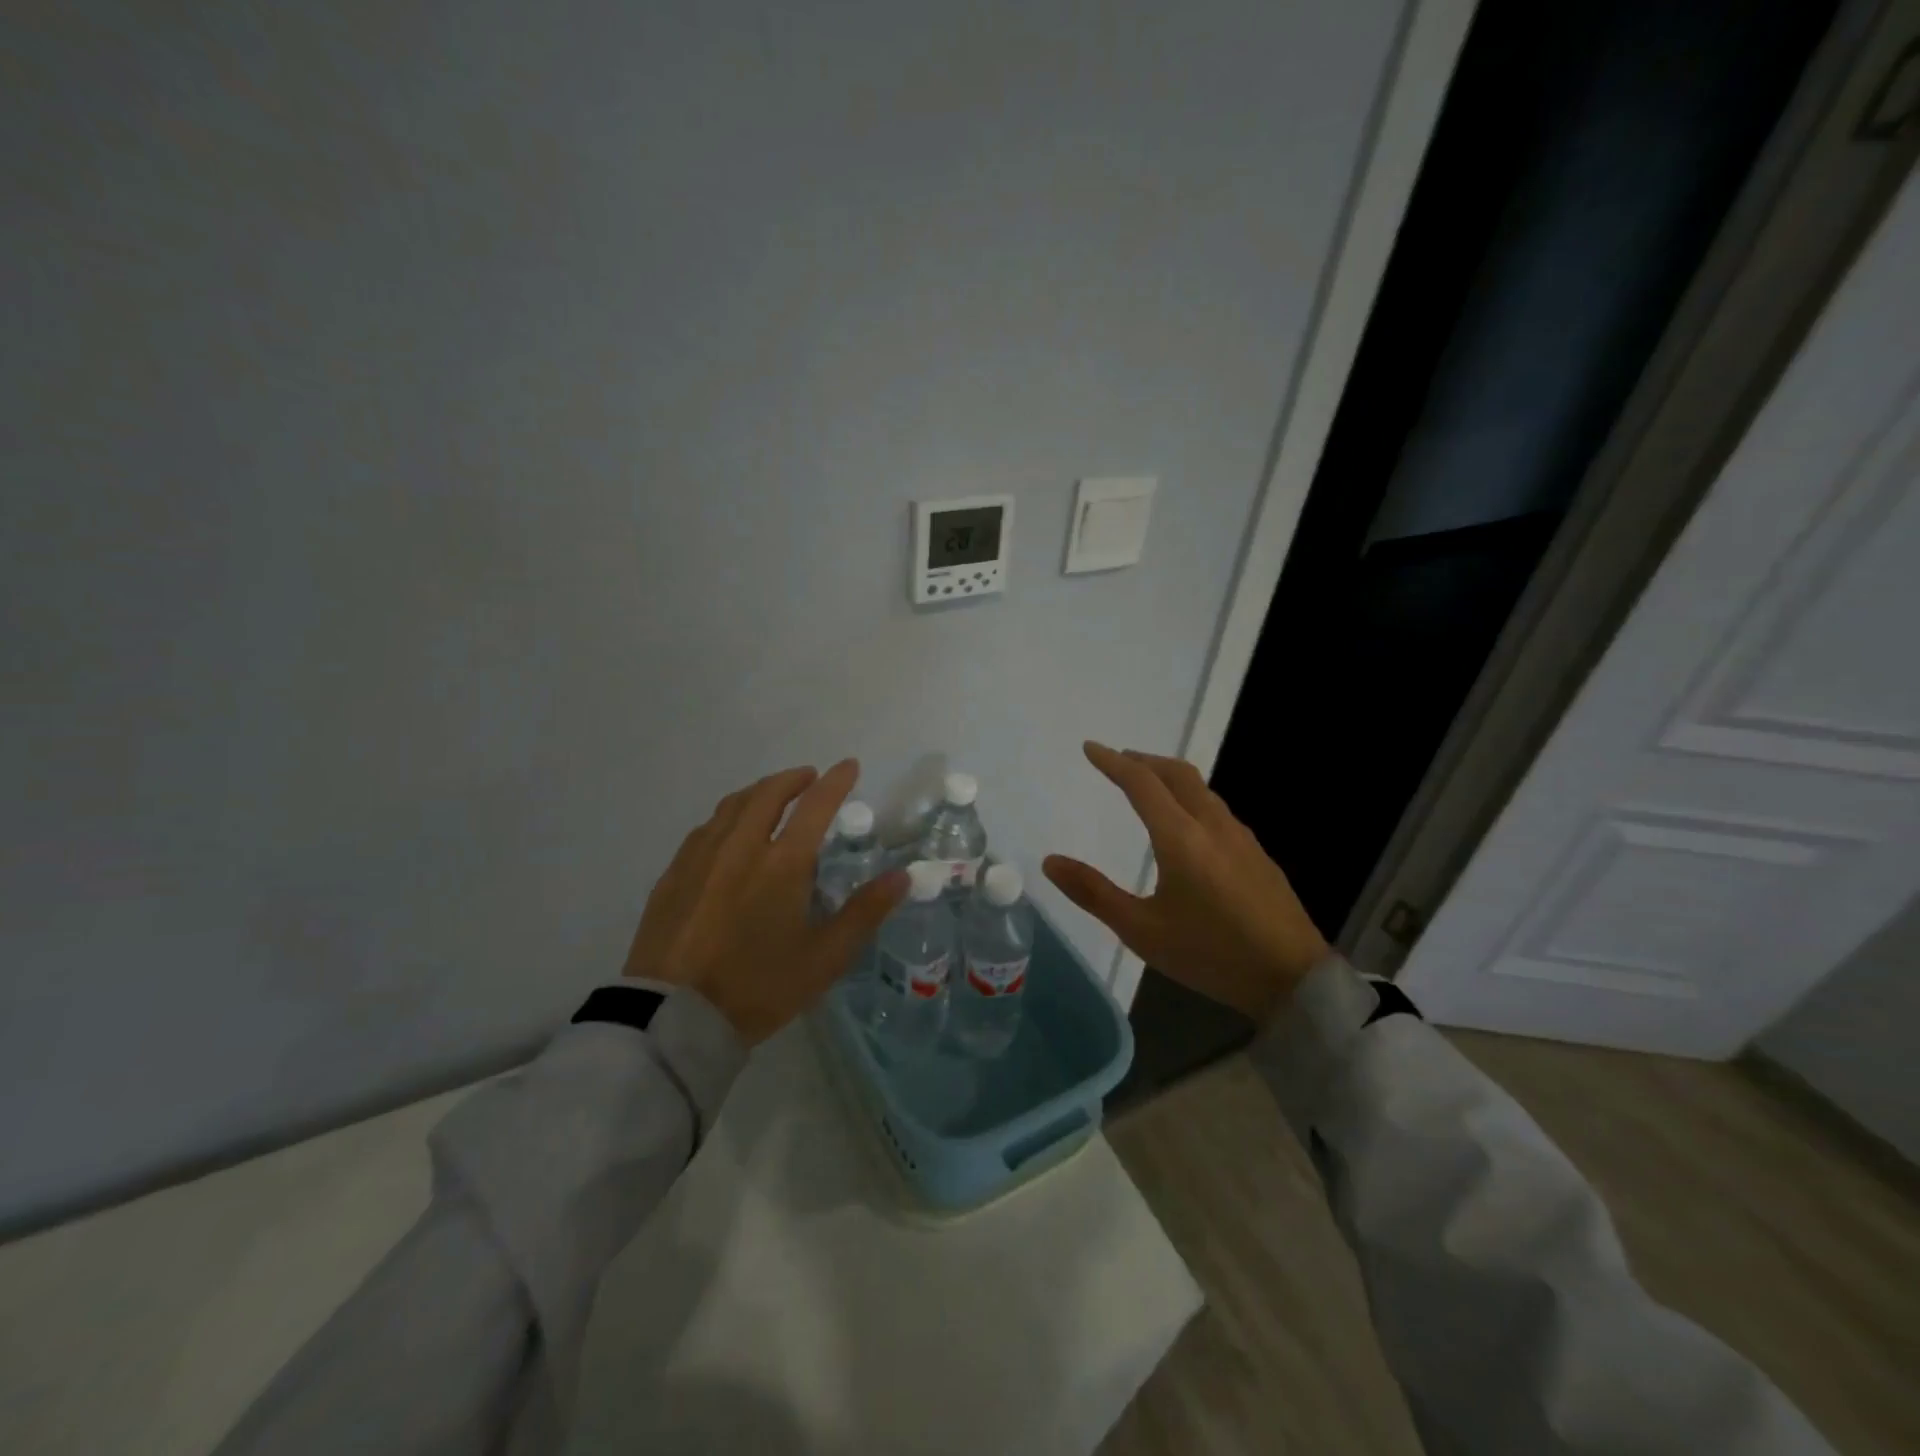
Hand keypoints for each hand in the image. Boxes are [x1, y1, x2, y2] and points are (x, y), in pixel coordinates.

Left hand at [623, 759, 907, 1044]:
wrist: (673, 1018)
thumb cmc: (758, 987)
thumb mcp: (824, 958)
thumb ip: (865, 912)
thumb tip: (902, 876)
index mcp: (782, 863)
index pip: (815, 805)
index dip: (836, 781)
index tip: (849, 766)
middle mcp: (741, 847)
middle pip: (768, 793)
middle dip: (793, 778)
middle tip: (809, 777)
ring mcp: (701, 857)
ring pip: (733, 805)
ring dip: (759, 791)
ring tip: (771, 795)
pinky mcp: (673, 874)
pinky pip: (706, 828)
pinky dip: (728, 815)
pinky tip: (728, 830)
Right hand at [1043, 742, 1328, 1024]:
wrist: (1293, 978)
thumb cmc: (1210, 954)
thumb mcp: (1142, 931)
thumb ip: (1094, 893)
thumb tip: (1050, 861)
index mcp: (1181, 838)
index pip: (1141, 783)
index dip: (1112, 762)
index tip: (1090, 748)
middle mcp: (1212, 825)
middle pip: (1177, 773)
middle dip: (1143, 760)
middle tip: (1117, 760)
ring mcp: (1241, 837)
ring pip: (1201, 788)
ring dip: (1169, 777)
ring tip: (1147, 786)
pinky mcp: (1257, 853)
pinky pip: (1216, 807)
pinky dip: (1190, 797)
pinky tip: (1186, 823)